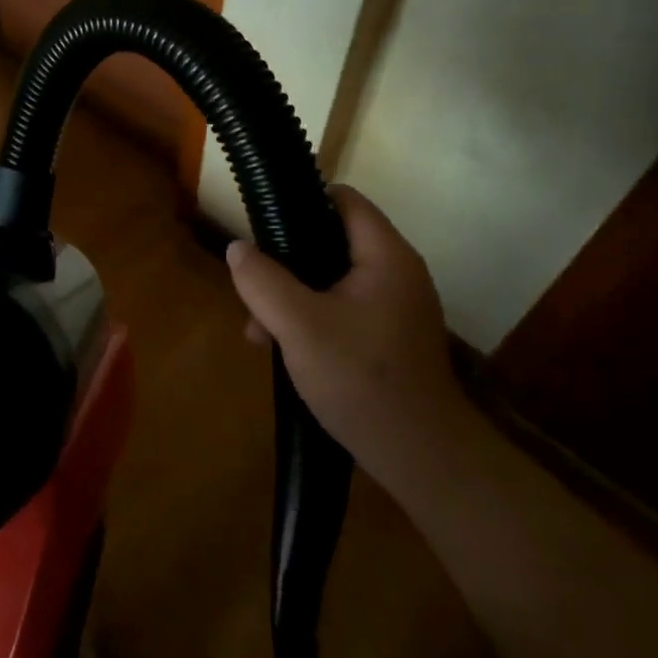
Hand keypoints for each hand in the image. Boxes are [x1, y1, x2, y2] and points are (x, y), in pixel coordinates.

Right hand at [226, 185, 465, 476]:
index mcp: (386, 256)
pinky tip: (285, 350)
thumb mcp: (298, 326)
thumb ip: (262, 281)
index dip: (301, 202)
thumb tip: (237, 248)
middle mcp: (397, 273)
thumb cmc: (361, 379)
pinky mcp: (390, 336)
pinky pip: (343, 309)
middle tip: (254, 290)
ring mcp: (396, 307)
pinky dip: (312, 318)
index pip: (343, 200)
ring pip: (332, 279)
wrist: (420, 457)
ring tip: (259, 333)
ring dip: (292, 297)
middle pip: (332, 240)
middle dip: (286, 262)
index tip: (263, 227)